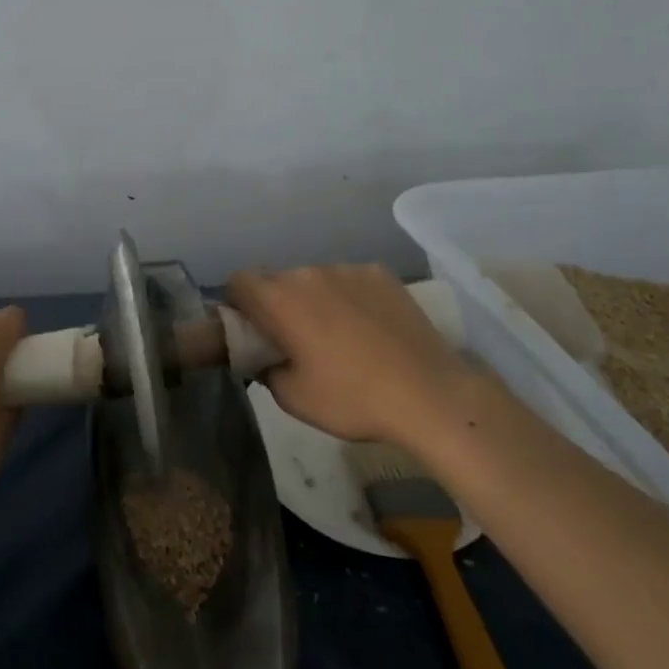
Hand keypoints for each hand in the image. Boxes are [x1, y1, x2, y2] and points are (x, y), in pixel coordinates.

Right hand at [226, 264, 485, 446]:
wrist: (429, 395)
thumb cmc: (352, 399)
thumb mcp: (293, 399)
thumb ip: (266, 369)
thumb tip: (264, 356)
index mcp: (279, 300)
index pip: (239, 281)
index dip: (238, 304)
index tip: (252, 331)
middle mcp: (308, 273)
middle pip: (277, 279)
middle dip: (277, 304)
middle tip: (294, 340)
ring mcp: (348, 269)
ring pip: (315, 279)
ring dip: (314, 299)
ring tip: (339, 335)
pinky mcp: (381, 274)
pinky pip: (350, 280)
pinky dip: (349, 298)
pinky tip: (370, 328)